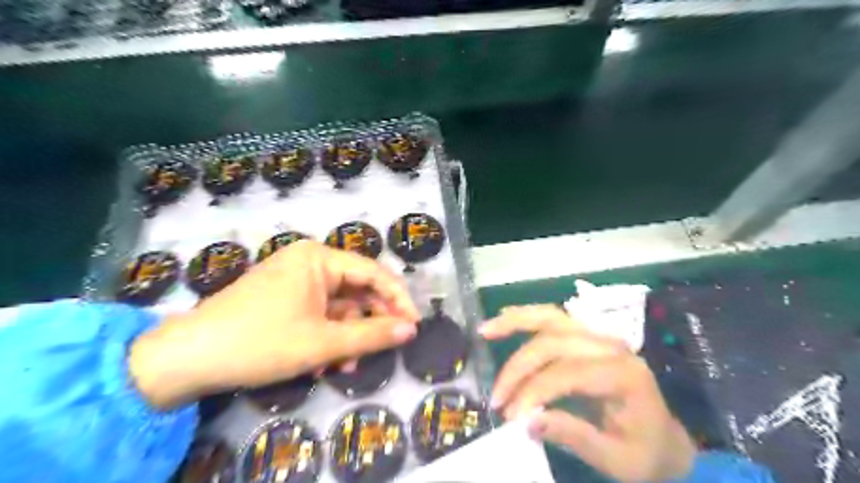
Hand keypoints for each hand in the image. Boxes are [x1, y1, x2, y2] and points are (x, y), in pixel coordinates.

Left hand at [131, 242, 419, 406]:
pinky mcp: (283, 296)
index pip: (373, 272)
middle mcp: (308, 260)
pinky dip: (328, 334)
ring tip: (348, 364)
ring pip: (338, 305)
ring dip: (348, 334)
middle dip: (370, 321)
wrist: (188, 359)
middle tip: (384, 348)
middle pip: (356, 288)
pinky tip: (327, 359)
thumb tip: (412, 329)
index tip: (414, 325)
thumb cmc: (261, 342)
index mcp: (319, 257)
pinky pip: (319, 311)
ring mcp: (294, 278)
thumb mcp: (324, 342)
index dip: (398, 299)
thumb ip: (373, 335)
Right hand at [481, 305, 693, 481]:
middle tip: (496, 397)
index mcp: (625, 375)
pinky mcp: (588, 336)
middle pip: (554, 342)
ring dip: (515, 322)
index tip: (511, 417)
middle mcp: (611, 346)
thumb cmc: (645, 453)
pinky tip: (504, 316)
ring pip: (551, 318)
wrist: (667, 440)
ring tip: (485, 330)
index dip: (535, 391)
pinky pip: (553, 318)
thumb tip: (527, 422)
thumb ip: (574, 437)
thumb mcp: (616, 460)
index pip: (569, 373)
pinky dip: (526, 317)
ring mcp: (599, 336)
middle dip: (519, 367)